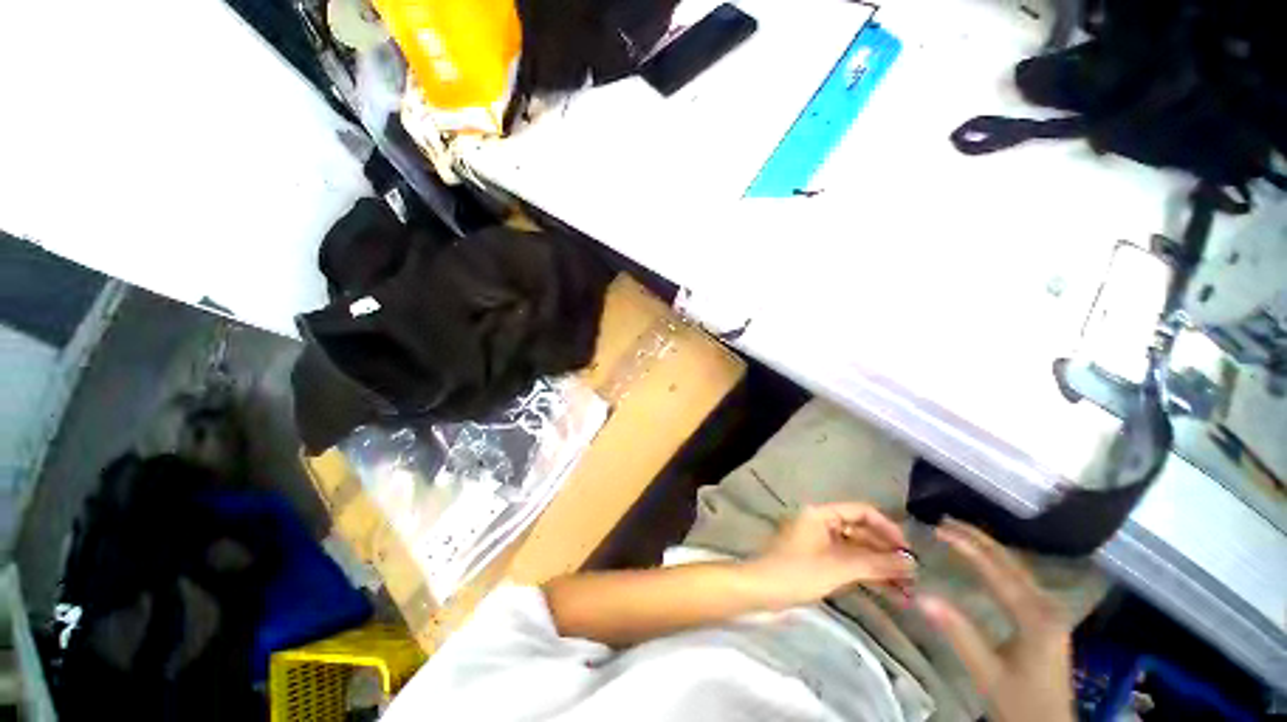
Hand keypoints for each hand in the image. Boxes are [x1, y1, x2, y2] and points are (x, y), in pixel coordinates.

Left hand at [748, 502, 915, 607]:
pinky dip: (867, 574)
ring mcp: (820, 542)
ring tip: (908, 589)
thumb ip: (875, 564)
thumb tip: (911, 563)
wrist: (762, 590)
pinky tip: (890, 592)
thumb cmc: (797, 573)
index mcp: (821, 514)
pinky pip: (848, 562)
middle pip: (861, 531)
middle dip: (886, 552)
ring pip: (857, 549)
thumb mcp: (838, 568)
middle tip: (914, 575)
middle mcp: (822, 523)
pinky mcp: (819, 560)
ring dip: (880, 566)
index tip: (908, 550)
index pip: (861, 511)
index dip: (887, 528)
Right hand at [918, 520, 1074, 721]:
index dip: (967, 547)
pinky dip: (996, 564)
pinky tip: (984, 561)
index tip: (938, 528)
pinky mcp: (1045, 619)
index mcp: (1035, 617)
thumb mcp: (987, 674)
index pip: (997, 572)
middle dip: (978, 539)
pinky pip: (1019, 580)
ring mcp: (1049, 612)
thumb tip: (922, 596)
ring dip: (987, 548)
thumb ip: (958, 634)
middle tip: (946, 520)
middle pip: (1011, 563)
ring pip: (1016, 569)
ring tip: (958, 532)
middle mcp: (1046, 607)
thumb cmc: (1020, 703)